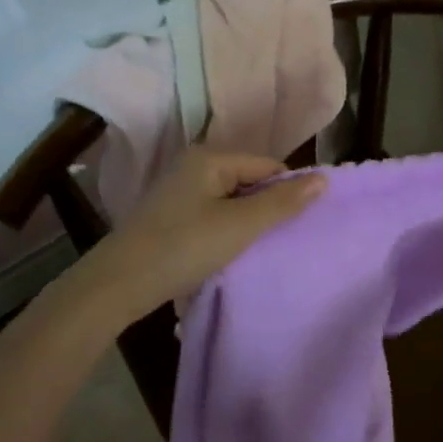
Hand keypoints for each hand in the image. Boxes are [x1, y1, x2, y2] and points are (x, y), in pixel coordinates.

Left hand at [76, 149, 325, 319]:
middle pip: (249, 180)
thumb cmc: (184, 247)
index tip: (298, 224)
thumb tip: (324, 179)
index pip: (267, 166)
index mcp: (210, 157)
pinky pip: (213, 213)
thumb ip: (283, 202)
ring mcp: (179, 190)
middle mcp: (193, 165)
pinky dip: (225, 229)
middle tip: (279, 239)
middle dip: (266, 207)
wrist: (119, 283)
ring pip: (231, 200)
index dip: (288, 192)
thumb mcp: (240, 226)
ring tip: (256, 248)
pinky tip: (228, 252)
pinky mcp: (171, 215)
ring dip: (246, 222)